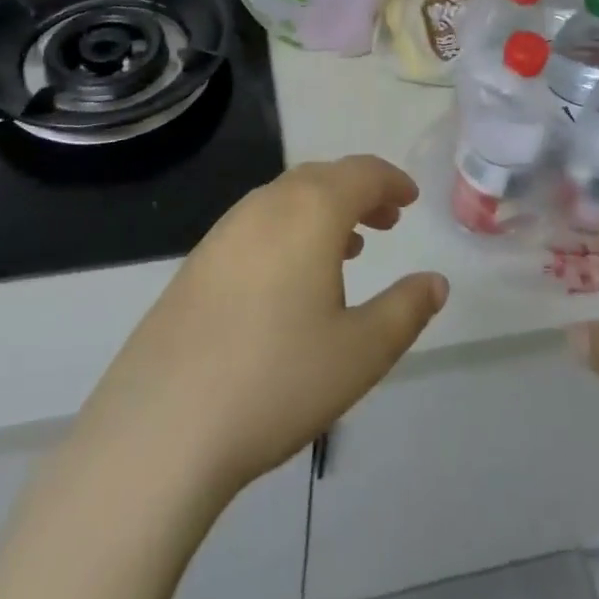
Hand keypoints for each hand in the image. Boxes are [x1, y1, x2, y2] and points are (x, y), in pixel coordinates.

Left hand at [72, 155, 449, 500]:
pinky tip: (292, 277)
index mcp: (310, 211)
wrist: (162, 426)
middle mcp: (265, 205)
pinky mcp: (197, 262)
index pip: (361, 173)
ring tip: (348, 246)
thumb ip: (406, 310)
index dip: (391, 181)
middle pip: (322, 178)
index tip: (410, 199)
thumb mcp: (361, 352)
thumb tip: (435, 283)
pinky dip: (289, 230)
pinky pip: (257, 224)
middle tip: (386, 221)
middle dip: (359, 193)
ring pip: (286, 199)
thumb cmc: (277, 380)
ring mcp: (224, 231)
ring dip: (323, 210)